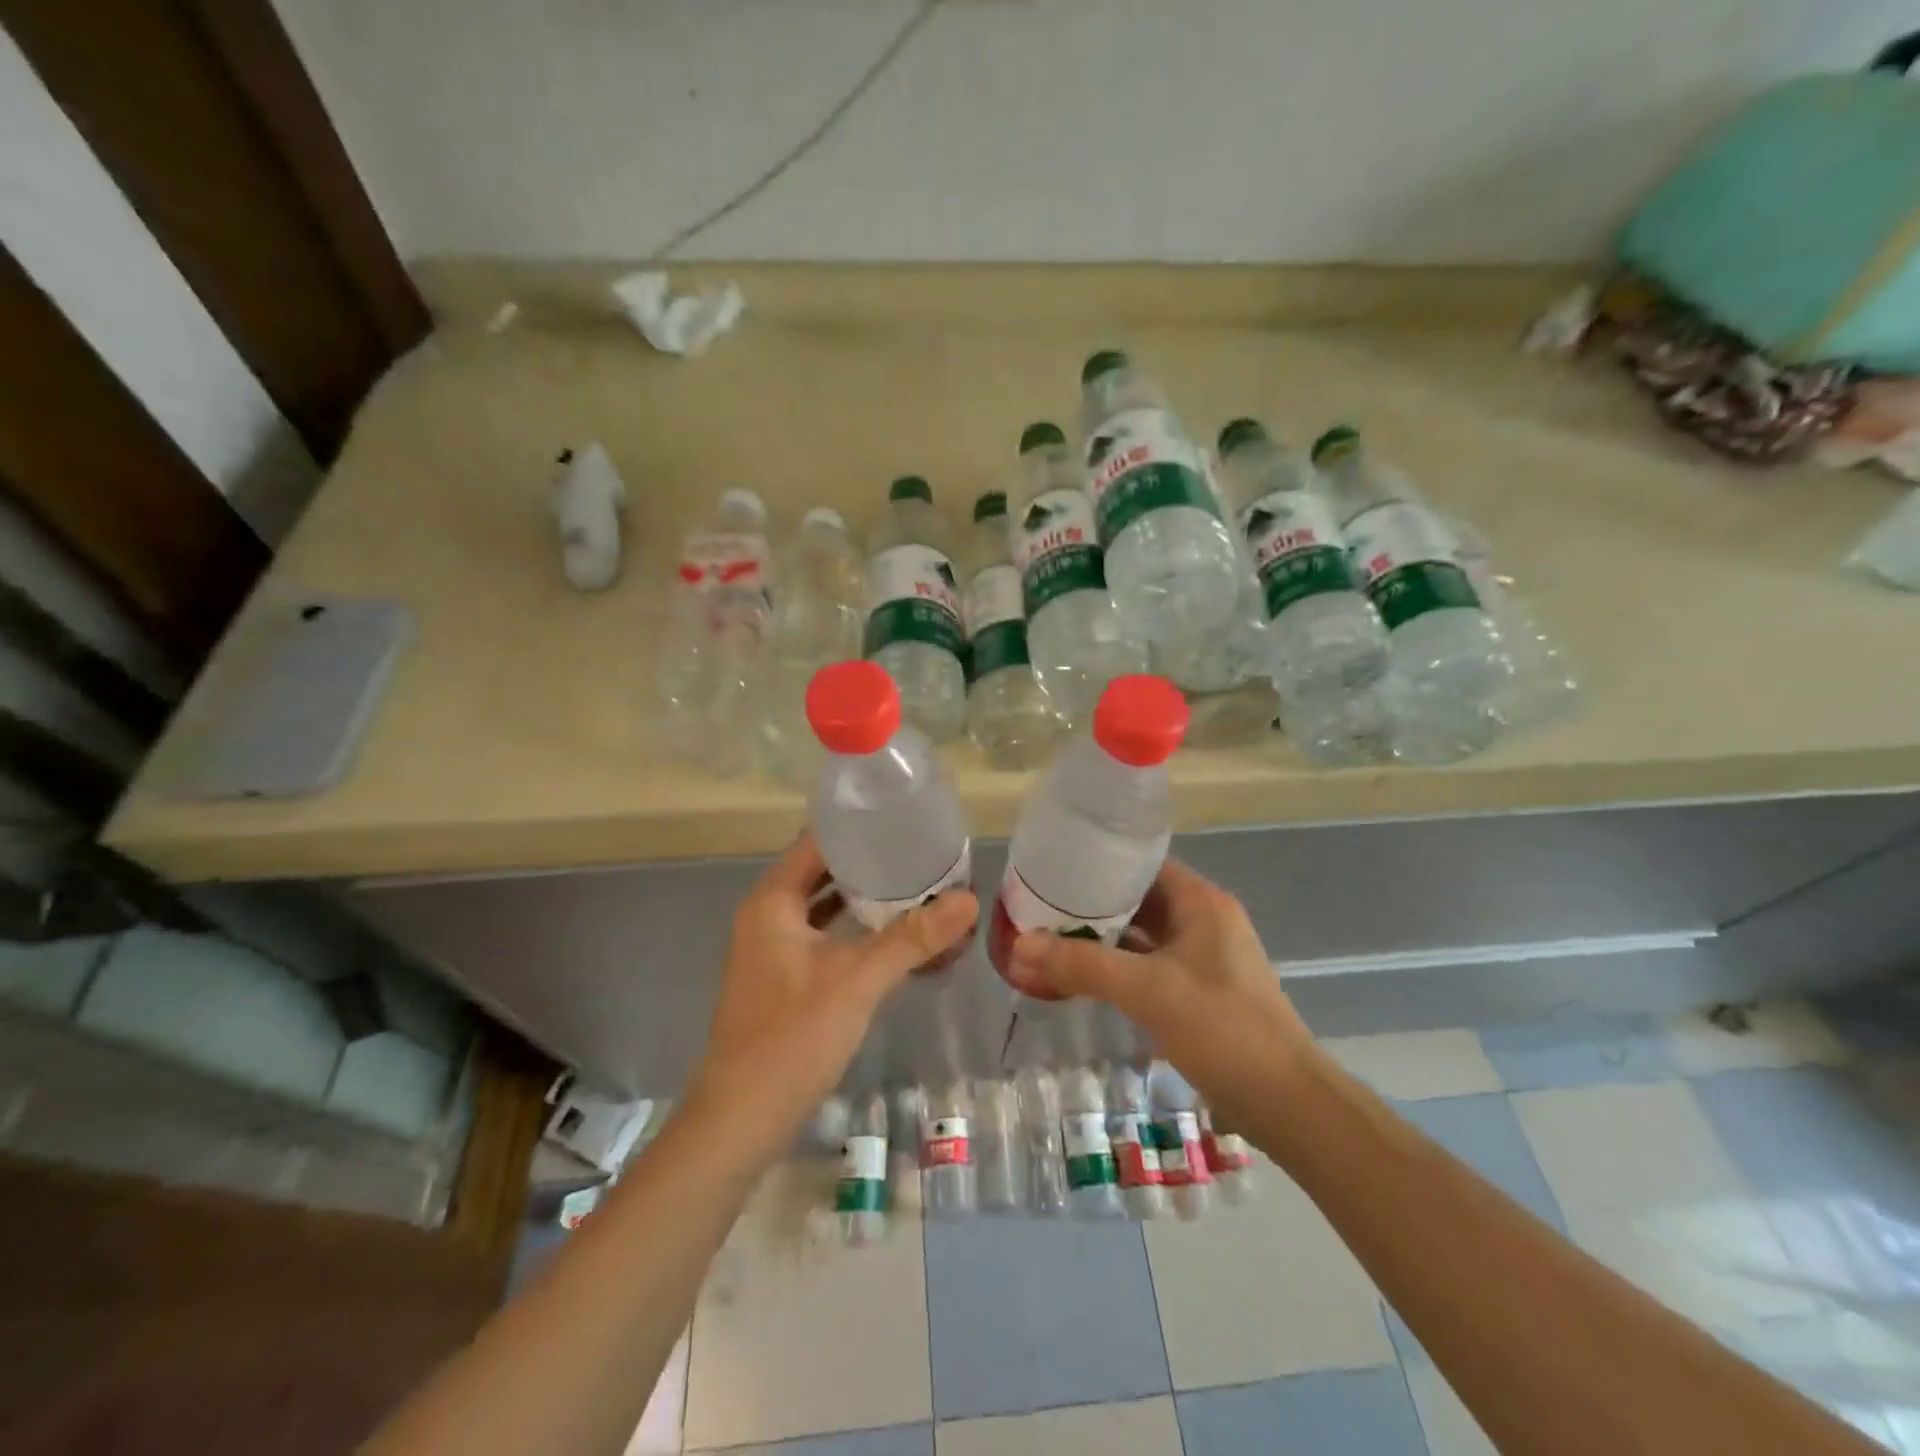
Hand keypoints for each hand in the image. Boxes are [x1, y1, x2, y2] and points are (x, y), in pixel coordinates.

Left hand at [687, 832, 977, 1155]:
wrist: (739, 1123)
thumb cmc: (791, 1039)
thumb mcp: (857, 981)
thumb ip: (912, 938)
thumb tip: (969, 899)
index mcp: (772, 901)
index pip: (818, 841)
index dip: (861, 827)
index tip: (907, 818)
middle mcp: (768, 914)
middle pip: (825, 871)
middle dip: (874, 862)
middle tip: (926, 852)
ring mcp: (775, 947)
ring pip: (827, 906)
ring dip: (868, 898)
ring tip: (921, 885)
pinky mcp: (786, 976)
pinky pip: (827, 936)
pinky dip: (859, 931)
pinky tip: (898, 935)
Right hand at [1005, 857, 1311, 1123]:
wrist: (1288, 1103)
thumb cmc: (1222, 1029)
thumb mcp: (1146, 990)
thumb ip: (1081, 964)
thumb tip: (1019, 946)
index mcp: (1200, 901)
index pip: (1140, 864)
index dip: (1097, 864)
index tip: (1052, 871)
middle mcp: (1203, 920)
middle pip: (1138, 900)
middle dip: (1090, 906)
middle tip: (1039, 908)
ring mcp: (1204, 957)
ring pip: (1142, 936)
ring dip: (1102, 939)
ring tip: (1049, 939)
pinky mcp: (1200, 991)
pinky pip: (1149, 965)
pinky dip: (1118, 968)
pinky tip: (1082, 978)